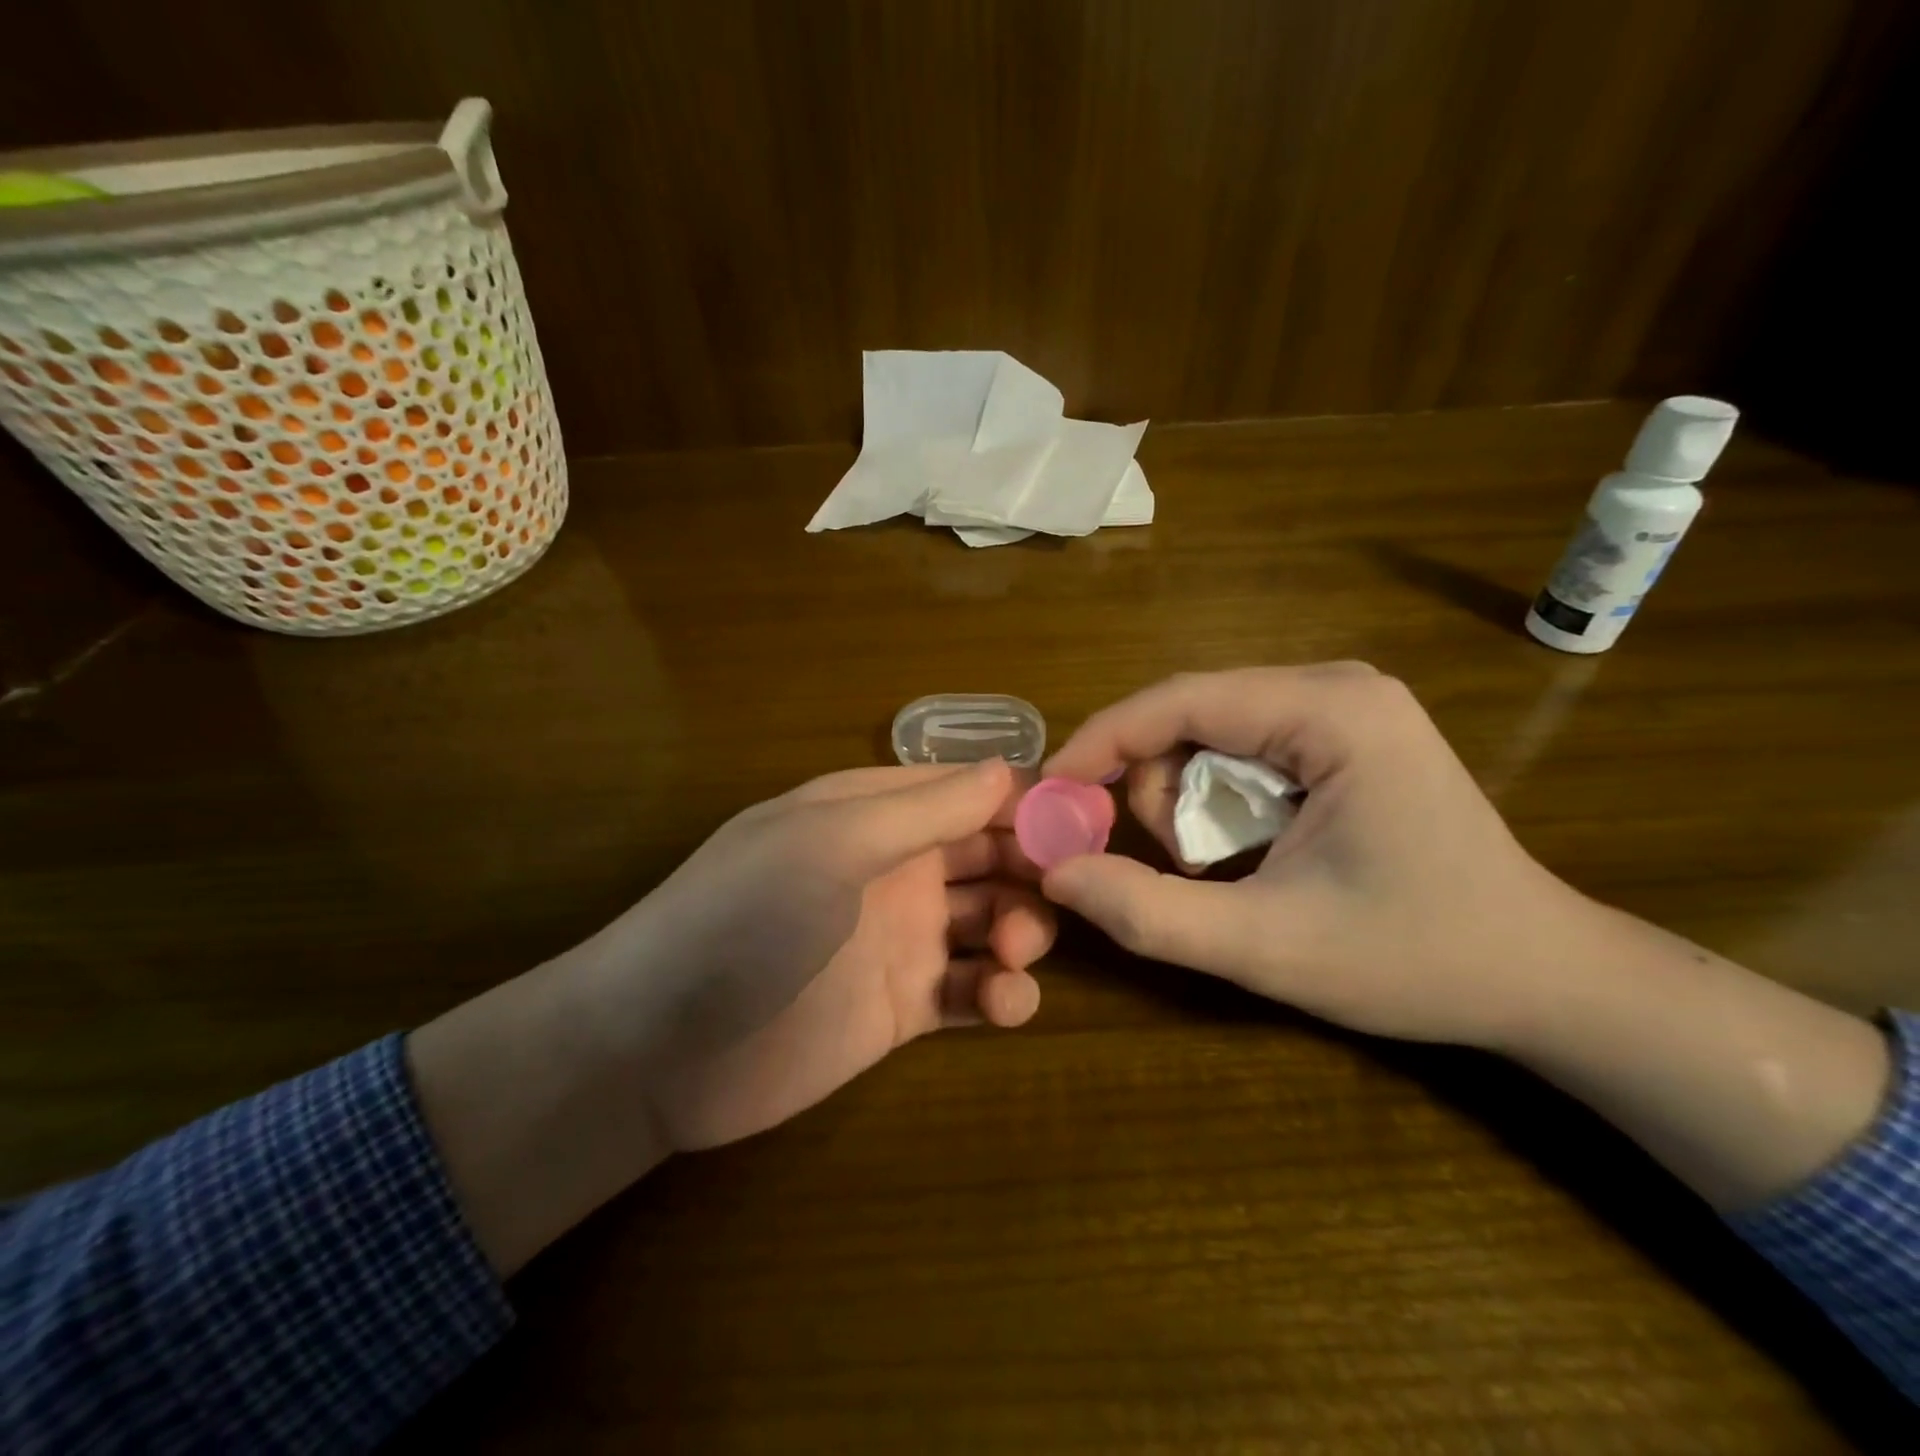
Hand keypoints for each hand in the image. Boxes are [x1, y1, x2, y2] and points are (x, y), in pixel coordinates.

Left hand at [574, 759, 1050, 1149]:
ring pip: (992, 922)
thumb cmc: (744, 917)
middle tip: (1067, 892)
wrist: (661, 1046)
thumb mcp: (830, 844)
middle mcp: (895, 868)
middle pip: (991, 854)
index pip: (969, 790)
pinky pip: (971, 992)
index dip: (1028, 799)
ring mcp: (901, 939)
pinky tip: (1004, 1004)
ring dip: (1021, 931)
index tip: (1088, 818)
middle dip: (1033, 868)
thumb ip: (922, 810)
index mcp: (875, 813)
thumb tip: (1009, 771)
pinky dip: (1001, 995)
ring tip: (1011, 952)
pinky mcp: (903, 1008)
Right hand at [1039, 664, 1591, 1048]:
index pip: (1180, 700)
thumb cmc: (1416, 959)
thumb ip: (1150, 912)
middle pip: (1191, 713)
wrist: (1541, 977)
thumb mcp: (1267, 948)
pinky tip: (1246, 848)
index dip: (1102, 741)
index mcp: (1331, 711)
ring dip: (1187, 798)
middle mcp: (1336, 685)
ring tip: (1218, 867)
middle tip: (1174, 863)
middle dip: (1156, 786)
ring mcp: (1345, 704)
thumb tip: (1056, 874)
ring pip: (1210, 731)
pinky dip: (1218, 797)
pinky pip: (1242, 747)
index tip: (1050, 790)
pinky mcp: (1344, 732)